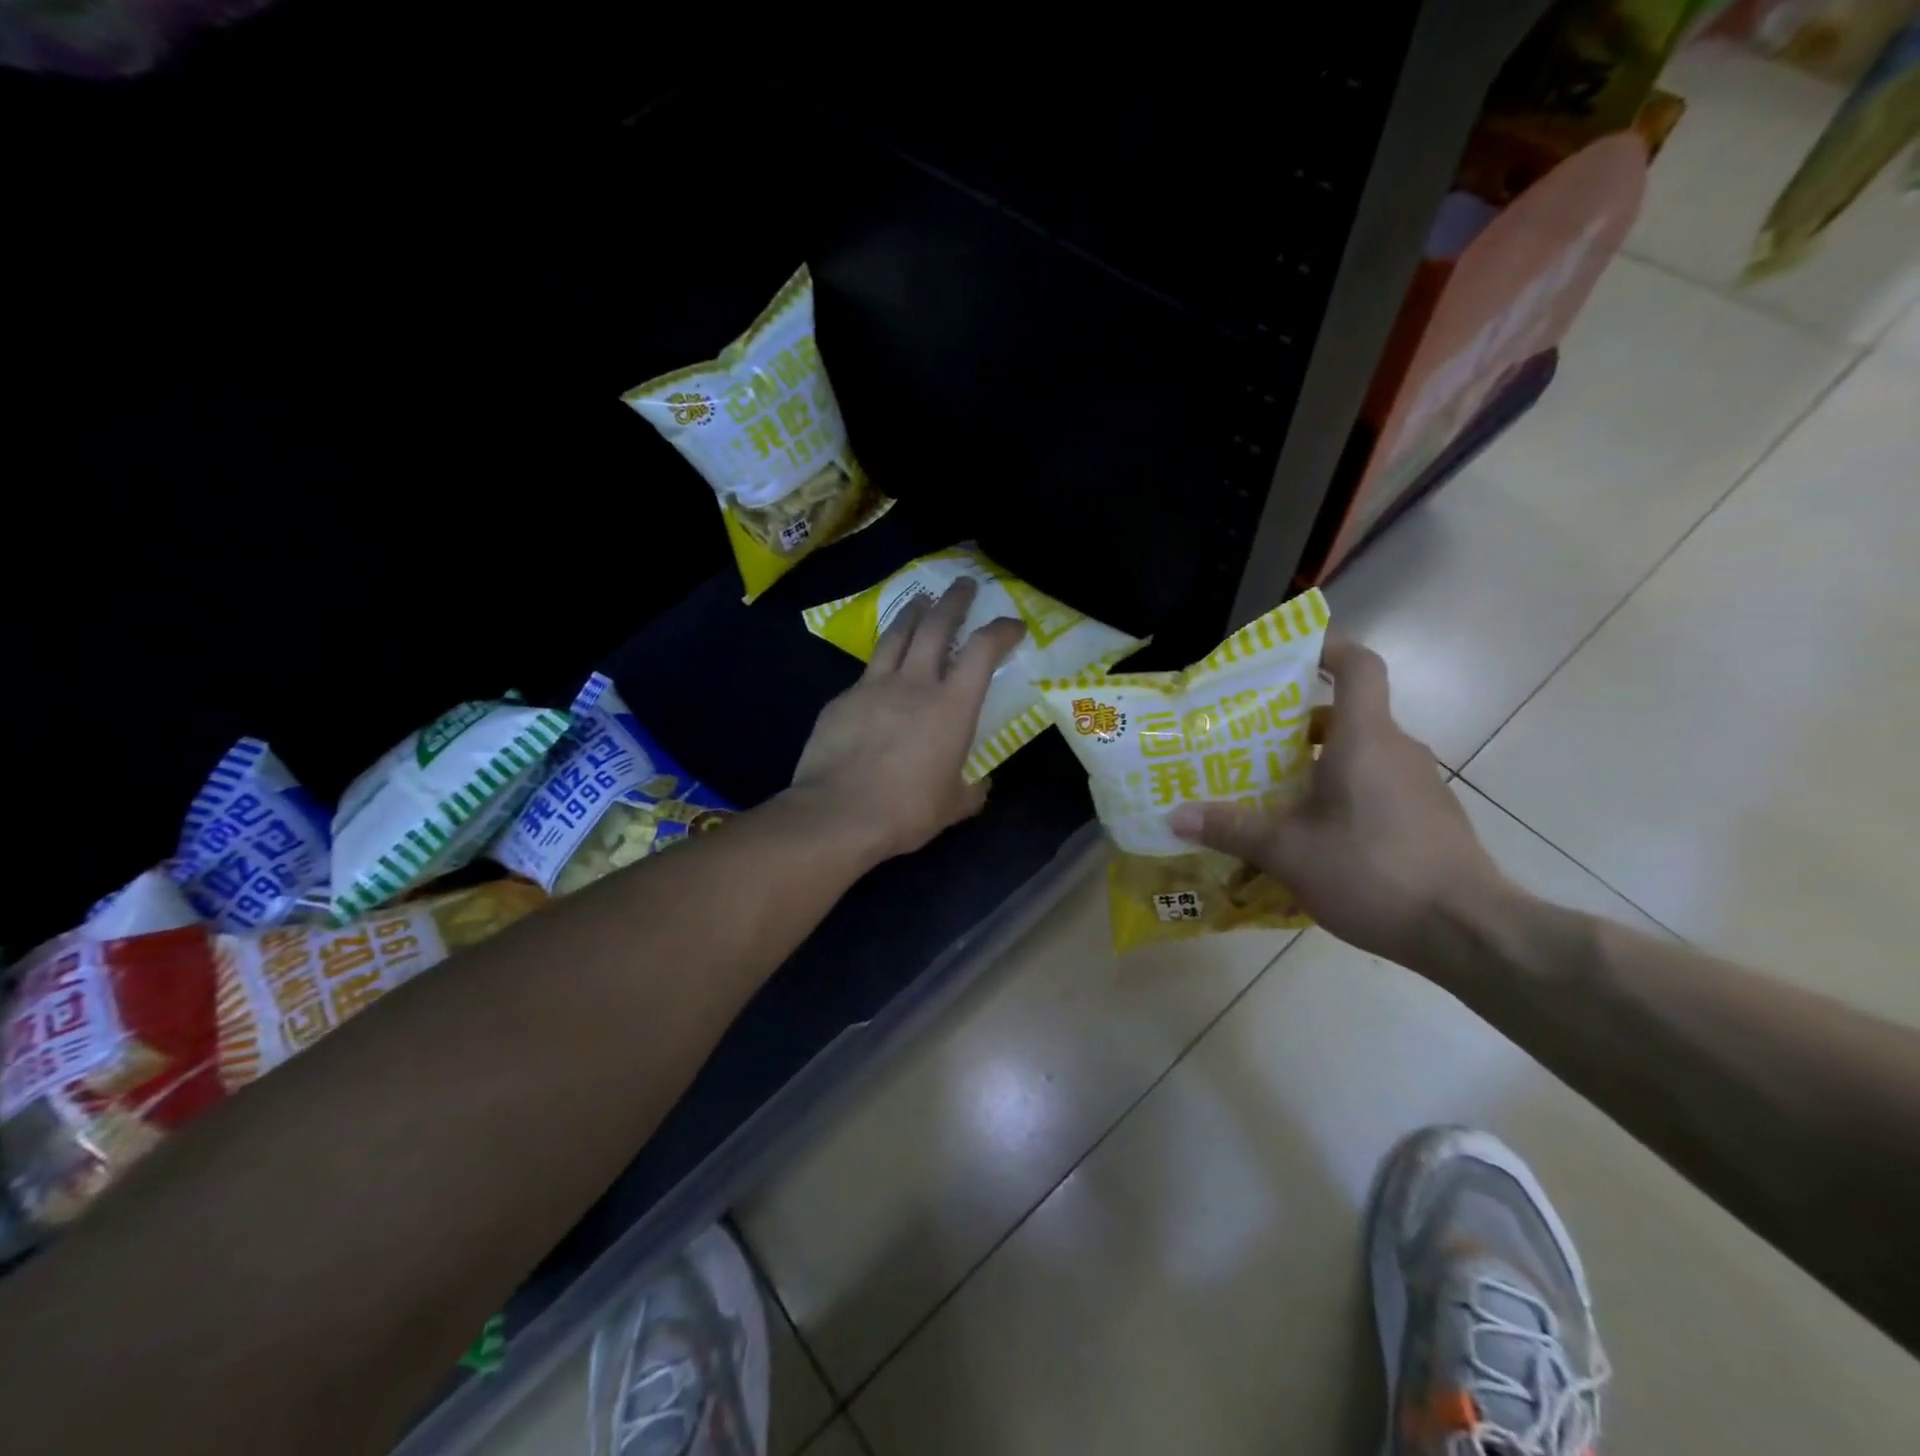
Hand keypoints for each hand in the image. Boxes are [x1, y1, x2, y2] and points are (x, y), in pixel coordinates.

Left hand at [790, 578, 1026, 862]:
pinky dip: (879, 666)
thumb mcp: (953, 806)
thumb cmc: (906, 811)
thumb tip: (980, 785)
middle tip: (963, 584)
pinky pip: (865, 674)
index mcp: (951, 706)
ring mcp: (872, 687)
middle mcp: (914, 684)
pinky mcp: (841, 700)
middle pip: (936, 625)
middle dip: (954, 600)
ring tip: (920, 601)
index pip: (983, 651)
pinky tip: (878, 675)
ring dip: (912, 614)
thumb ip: (971, 790)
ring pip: (895, 636)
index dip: (1001, 631)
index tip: (1012, 624)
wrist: (837, 815)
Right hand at [1168, 632, 1510, 965]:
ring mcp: (1419, 784)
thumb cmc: (1374, 872)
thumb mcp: (1289, 852)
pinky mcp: (1428, 816)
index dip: (1327, 647)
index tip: (1289, 653)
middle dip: (1294, 726)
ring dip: (1316, 765)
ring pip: (1360, 755)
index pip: (1358, 666)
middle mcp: (1397, 750)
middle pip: (1345, 716)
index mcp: (1365, 739)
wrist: (1469, 932)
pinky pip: (1376, 788)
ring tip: (1271, 795)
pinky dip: (1342, 795)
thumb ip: (1232, 828)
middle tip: (1248, 746)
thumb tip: (1175, 815)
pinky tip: (1313, 836)